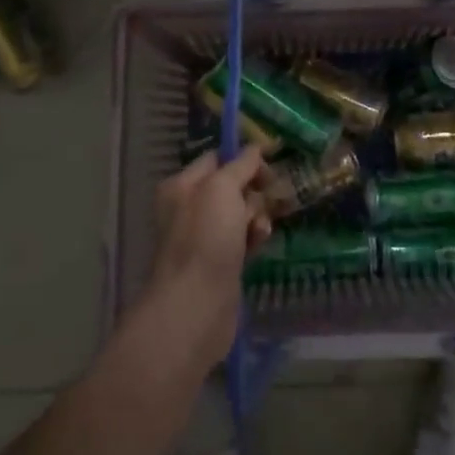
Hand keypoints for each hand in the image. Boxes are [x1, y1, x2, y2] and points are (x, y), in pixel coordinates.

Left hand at [145, 148, 272, 367]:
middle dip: (254, 191)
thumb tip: (255, 148)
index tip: (270, 164)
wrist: (196, 305)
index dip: (244, 158)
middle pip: (234, 185)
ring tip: (260, 230)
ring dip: (257, 216)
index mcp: (183, 185)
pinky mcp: (221, 261)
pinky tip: (260, 244)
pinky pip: (244, 238)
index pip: (217, 158)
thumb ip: (241, 165)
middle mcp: (191, 207)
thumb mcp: (222, 189)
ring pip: (242, 212)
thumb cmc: (205, 238)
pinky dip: (255, 237)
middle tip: (265, 200)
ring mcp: (206, 236)